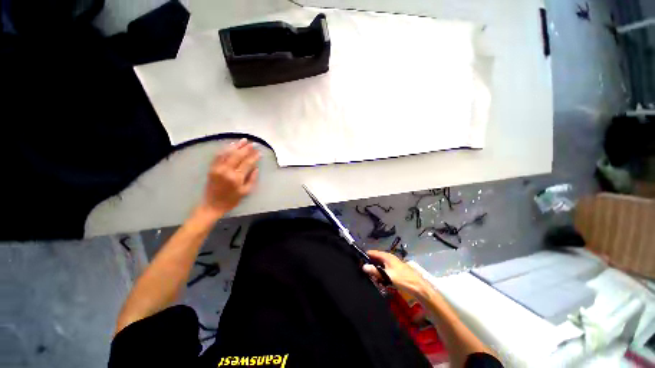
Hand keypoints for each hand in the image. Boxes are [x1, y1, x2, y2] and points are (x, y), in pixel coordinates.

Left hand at [196, 139, 259, 220]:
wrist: (212, 205)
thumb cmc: (231, 200)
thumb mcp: (245, 192)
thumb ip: (252, 179)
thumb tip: (256, 168)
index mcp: (236, 178)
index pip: (247, 163)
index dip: (254, 156)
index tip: (259, 152)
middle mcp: (226, 171)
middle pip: (237, 155)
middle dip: (246, 148)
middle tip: (253, 143)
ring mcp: (218, 168)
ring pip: (228, 153)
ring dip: (236, 146)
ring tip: (243, 140)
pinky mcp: (212, 168)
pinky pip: (219, 156)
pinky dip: (225, 149)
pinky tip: (231, 145)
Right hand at [363, 250, 430, 297]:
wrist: (419, 287)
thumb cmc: (403, 279)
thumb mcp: (387, 276)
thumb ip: (375, 271)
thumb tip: (363, 266)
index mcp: (386, 256)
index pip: (372, 252)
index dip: (365, 256)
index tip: (358, 261)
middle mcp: (389, 257)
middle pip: (376, 258)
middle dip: (370, 264)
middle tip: (364, 272)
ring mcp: (393, 263)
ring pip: (380, 264)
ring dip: (376, 270)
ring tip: (372, 277)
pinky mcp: (396, 269)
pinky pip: (385, 269)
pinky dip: (381, 273)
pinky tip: (381, 280)